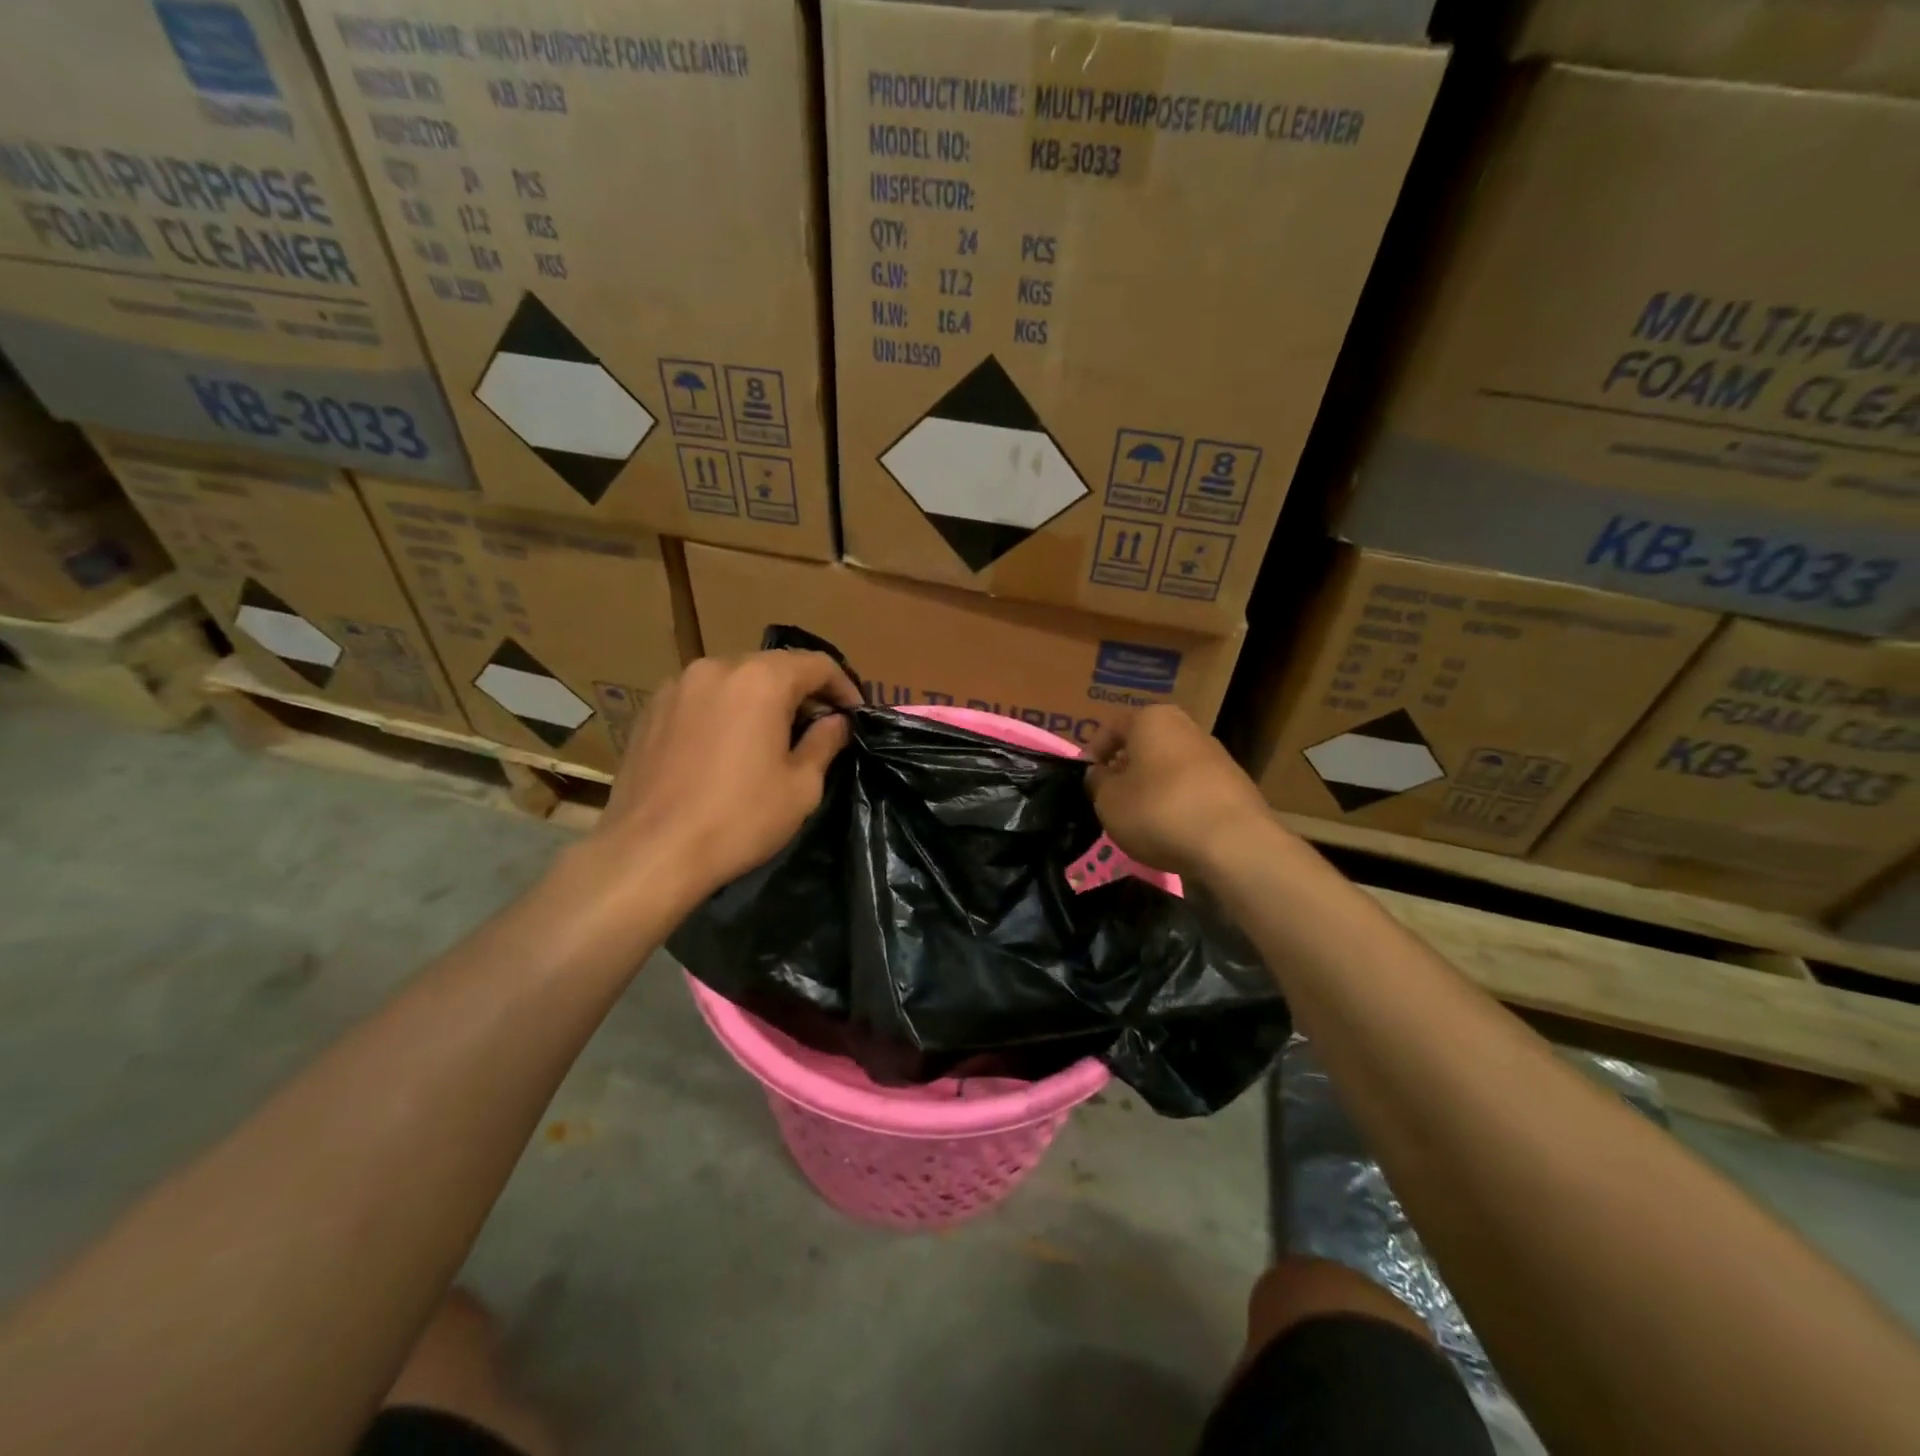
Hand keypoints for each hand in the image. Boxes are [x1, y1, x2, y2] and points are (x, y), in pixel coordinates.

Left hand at [588, 650, 861, 907]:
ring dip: (761, 700)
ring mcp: (677, 685)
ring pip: (735, 679)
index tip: (854, 715)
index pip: (817, 664)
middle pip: (774, 666)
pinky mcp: (651, 709)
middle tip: (818, 727)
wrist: (651, 852)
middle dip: (802, 692)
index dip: (843, 687)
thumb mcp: (801, 786)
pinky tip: (728, 746)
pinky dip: (725, 710)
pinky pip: (702, 697)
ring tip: (772, 737)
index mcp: (761, 679)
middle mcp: (717, 667)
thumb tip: (836, 721)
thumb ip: (825, 742)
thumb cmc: (739, 819)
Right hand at [1085, 705, 1273, 878]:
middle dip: (1126, 767)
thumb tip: (1099, 774)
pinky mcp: (1235, 784)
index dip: (1093, 752)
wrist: (1234, 844)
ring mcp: (1215, 754)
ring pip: (1170, 765)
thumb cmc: (1158, 811)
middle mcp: (1186, 727)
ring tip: (1141, 817)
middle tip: (1111, 796)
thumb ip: (1097, 782)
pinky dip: (1178, 801)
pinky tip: (1173, 828)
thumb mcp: (1109, 800)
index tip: (1086, 779)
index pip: (1111, 727)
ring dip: (1152, 785)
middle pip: (1144, 744)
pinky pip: (1193, 787)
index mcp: (1152, 719)